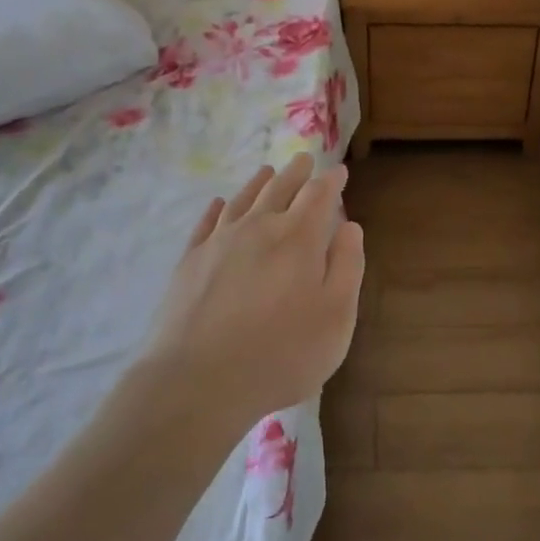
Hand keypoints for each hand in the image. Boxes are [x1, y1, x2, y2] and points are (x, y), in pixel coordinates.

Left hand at [143, 153, 364, 428]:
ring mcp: (219, 242)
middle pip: (280, 189)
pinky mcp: (190, 262)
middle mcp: (259, 228)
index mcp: (299, 239)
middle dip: (296, 173)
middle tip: (304, 159)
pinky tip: (220, 204)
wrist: (198, 381)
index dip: (331, 181)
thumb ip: (347, 266)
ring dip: (259, 183)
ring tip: (267, 171)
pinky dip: (217, 208)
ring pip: (243, 199)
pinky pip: (207, 223)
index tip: (339, 172)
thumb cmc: (281, 353)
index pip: (319, 196)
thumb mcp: (336, 317)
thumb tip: (349, 226)